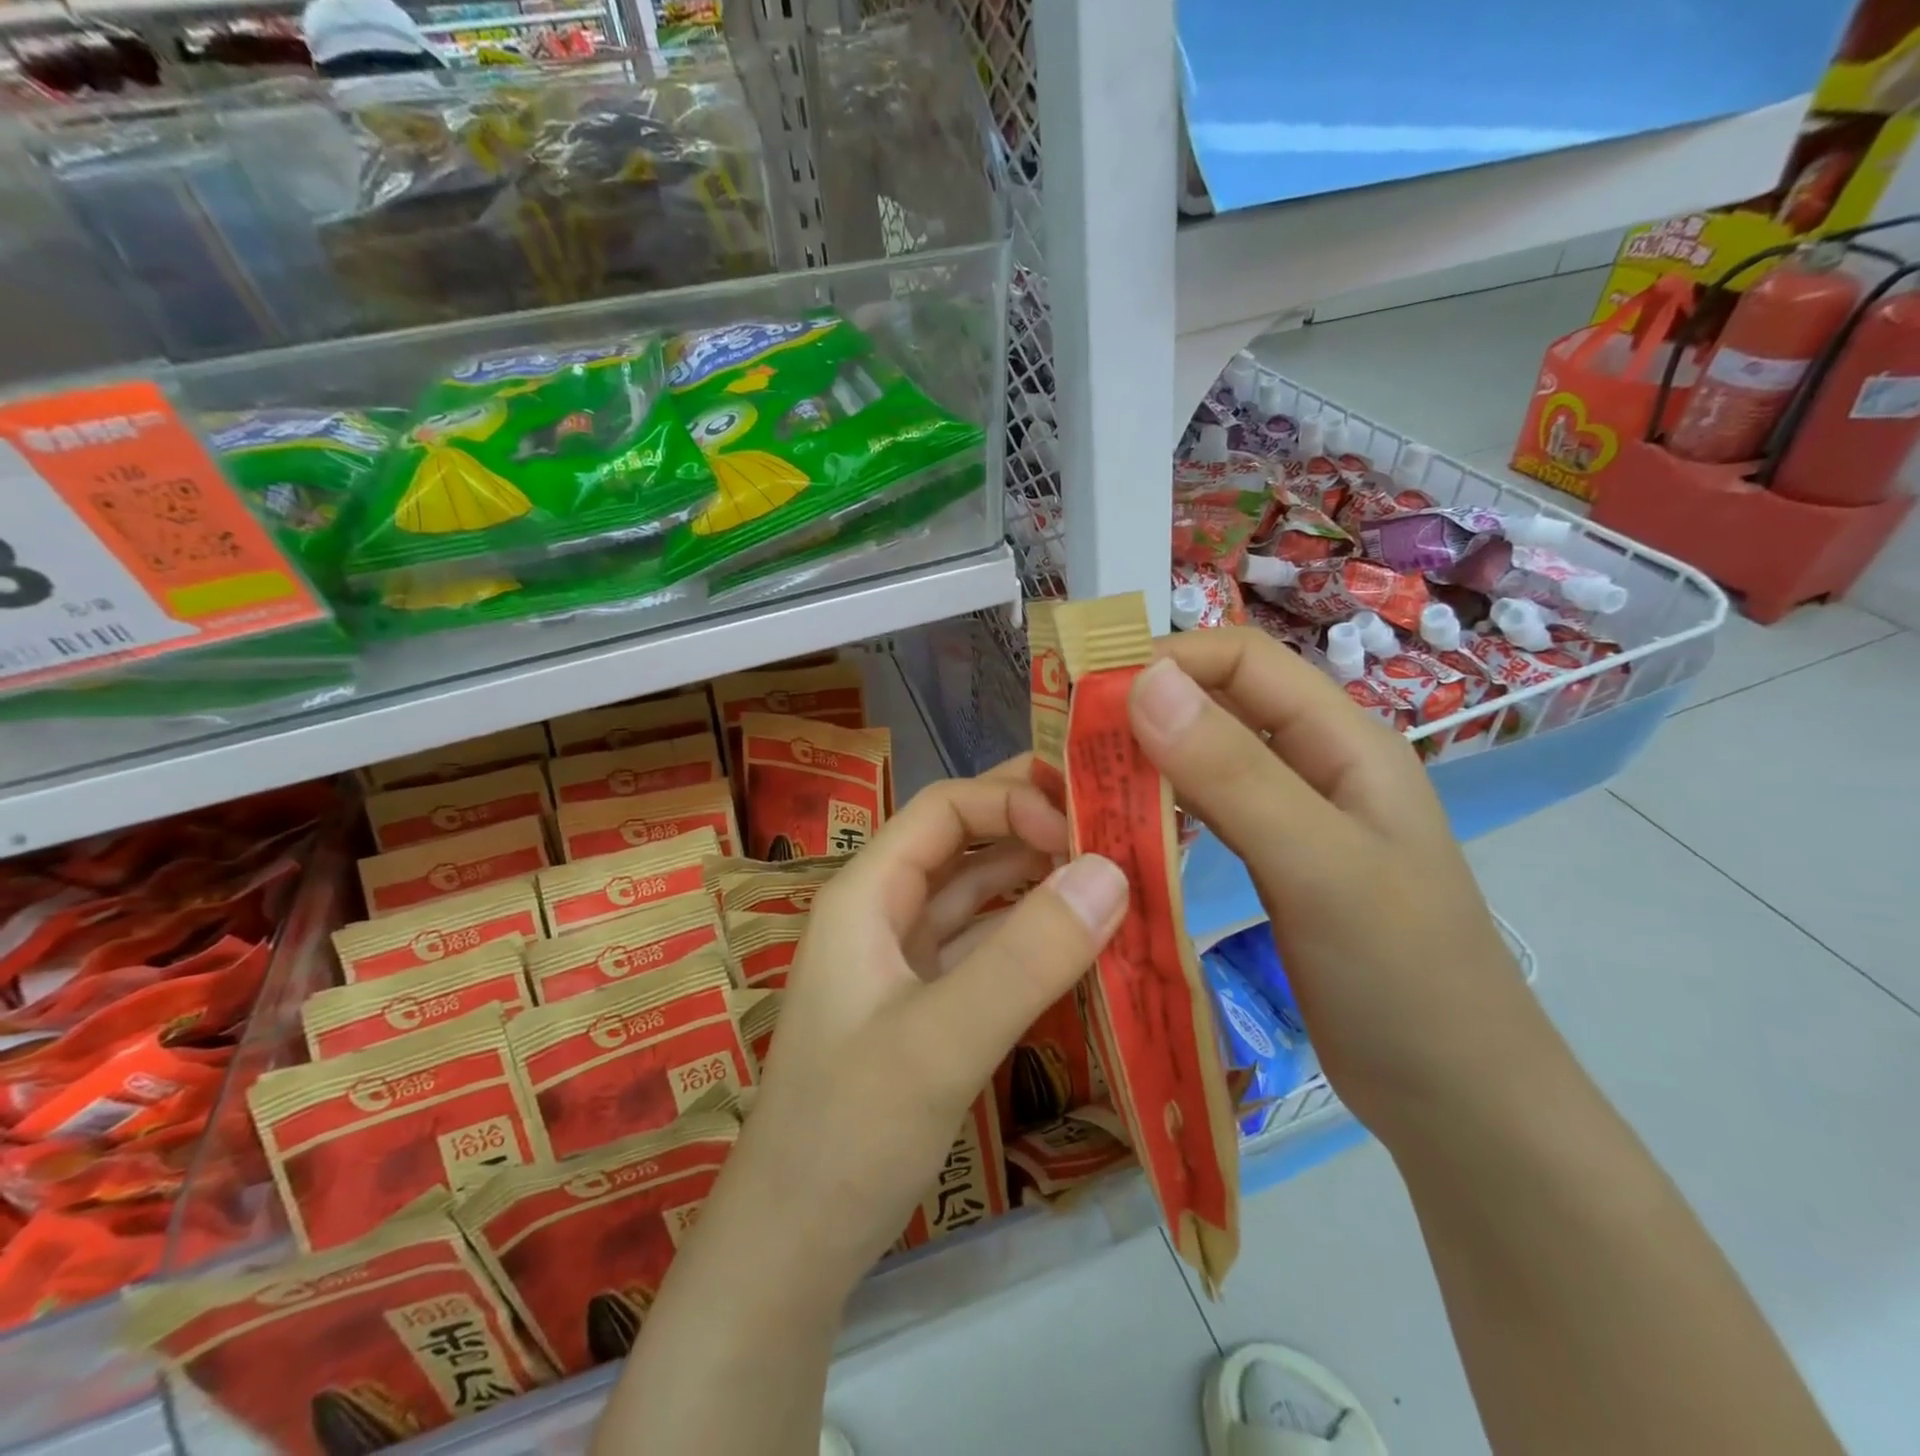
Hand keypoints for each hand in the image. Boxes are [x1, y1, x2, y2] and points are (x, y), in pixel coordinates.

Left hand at [714, 760, 1128, 1298]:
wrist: (796, 1245)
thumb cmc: (849, 1133)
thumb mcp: (938, 1043)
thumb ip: (1025, 959)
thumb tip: (1112, 872)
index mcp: (867, 893)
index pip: (945, 809)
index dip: (1013, 801)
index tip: (1085, 831)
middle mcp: (886, 911)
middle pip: (966, 843)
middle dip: (1037, 827)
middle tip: (1119, 825)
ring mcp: (908, 960)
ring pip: (983, 896)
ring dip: (1044, 882)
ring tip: (1121, 874)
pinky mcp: (931, 1003)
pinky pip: (991, 948)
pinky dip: (1037, 937)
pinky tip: (1090, 941)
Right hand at [1127, 629, 1541, 1141]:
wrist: (1458, 1100)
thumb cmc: (1403, 975)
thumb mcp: (1318, 864)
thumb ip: (1233, 771)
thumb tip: (1143, 680)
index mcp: (1343, 739)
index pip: (1242, 659)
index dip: (1166, 659)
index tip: (1087, 695)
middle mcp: (1316, 764)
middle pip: (1218, 706)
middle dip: (1142, 711)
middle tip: (1066, 746)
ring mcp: (1293, 817)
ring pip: (1205, 761)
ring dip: (1145, 762)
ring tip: (1079, 784)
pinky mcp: (1273, 865)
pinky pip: (1206, 815)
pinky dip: (1159, 810)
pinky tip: (1120, 830)